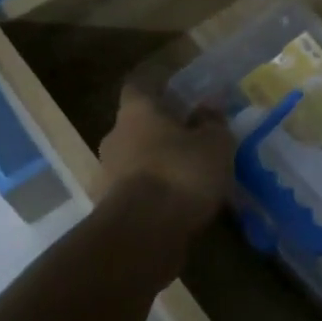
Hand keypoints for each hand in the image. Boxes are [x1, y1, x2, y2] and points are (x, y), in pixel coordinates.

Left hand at [96, 85, 233, 231]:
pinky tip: (176, 204)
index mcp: (136, 112)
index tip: (179, 93)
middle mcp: (115, 137)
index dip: (158, 87)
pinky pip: (135, 191)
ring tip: (188, 177)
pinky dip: (152, 194)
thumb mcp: (214, 144)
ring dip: (157, 165)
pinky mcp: (108, 208)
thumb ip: (213, 123)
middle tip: (191, 140)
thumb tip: (209, 107)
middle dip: (161, 132)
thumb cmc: (180, 173)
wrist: (142, 234)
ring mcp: (107, 174)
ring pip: (135, 160)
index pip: (139, 86)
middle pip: (137, 126)